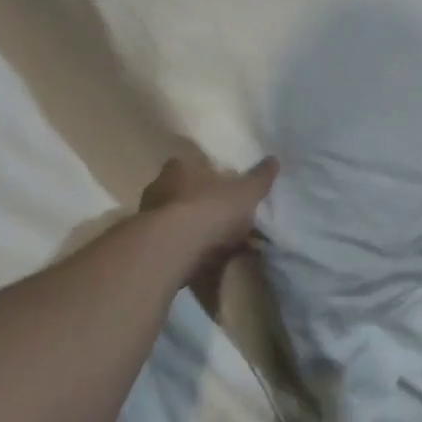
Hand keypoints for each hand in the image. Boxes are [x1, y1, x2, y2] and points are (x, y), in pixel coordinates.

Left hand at [140, 154, 276, 305]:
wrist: (172, 249)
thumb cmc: (209, 209)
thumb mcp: (245, 192)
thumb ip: (260, 178)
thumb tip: (274, 159)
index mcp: (181, 165)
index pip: (200, 163)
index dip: (218, 176)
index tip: (233, 190)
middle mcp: (160, 184)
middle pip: (189, 192)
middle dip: (207, 205)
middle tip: (230, 220)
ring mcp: (150, 215)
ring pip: (180, 219)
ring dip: (198, 230)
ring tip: (222, 247)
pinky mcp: (148, 243)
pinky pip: (175, 243)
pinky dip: (190, 251)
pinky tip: (207, 263)